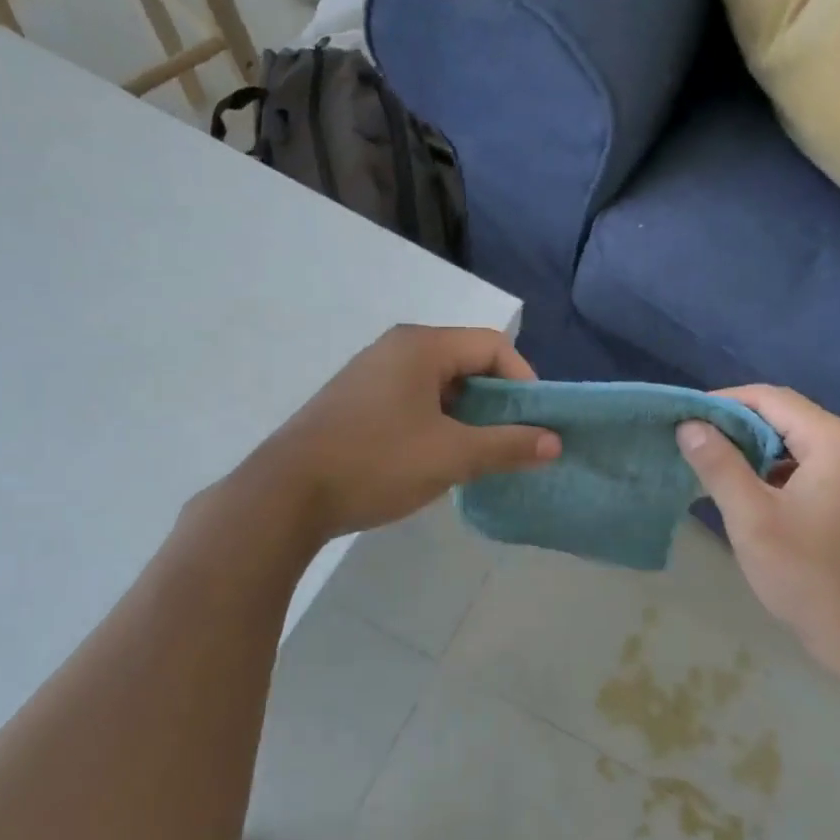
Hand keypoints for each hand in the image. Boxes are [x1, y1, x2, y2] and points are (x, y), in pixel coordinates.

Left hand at [244, 325, 559, 542]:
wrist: (285, 495)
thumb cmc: (375, 463)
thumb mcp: (451, 456)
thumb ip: (507, 445)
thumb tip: (555, 442)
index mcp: (421, 346)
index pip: (492, 345)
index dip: (524, 380)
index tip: (535, 423)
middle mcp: (396, 348)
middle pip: (466, 362)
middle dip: (497, 401)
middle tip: (513, 441)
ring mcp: (371, 374)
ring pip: (439, 385)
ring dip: (468, 416)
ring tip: (479, 454)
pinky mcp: (356, 402)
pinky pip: (413, 401)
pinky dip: (437, 423)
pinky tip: (437, 458)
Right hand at [677, 387, 839, 661]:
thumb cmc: (809, 575)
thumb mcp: (752, 519)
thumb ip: (719, 465)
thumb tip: (689, 425)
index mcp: (835, 441)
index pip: (771, 399)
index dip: (723, 403)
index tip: (683, 419)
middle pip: (785, 418)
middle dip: (736, 428)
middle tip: (691, 445)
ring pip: (795, 444)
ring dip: (753, 452)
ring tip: (711, 469)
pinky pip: (808, 468)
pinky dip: (774, 473)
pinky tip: (747, 495)